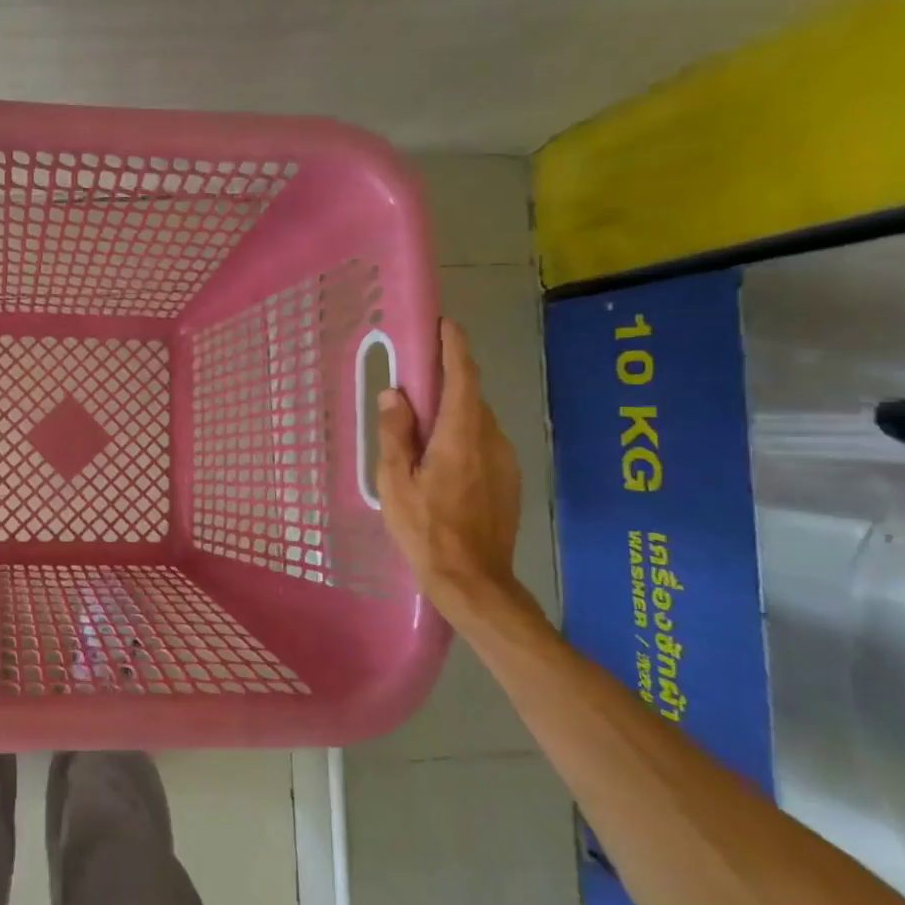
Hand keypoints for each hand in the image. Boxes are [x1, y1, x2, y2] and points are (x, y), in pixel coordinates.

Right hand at [375, 319, 522, 604]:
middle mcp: (491, 440)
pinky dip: (462, 436)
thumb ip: (394, 433)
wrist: (473, 579)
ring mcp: (505, 460)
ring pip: (476, 421)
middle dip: (445, 383)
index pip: (463, 377)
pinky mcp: (510, 479)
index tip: (443, 324)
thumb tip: (394, 393)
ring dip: (452, 414)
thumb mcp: (395, 481)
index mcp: (460, 437)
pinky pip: (484, 442)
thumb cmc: (425, 529)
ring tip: (420, 432)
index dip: (454, 347)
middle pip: (469, 397)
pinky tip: (440, 462)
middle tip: (412, 387)